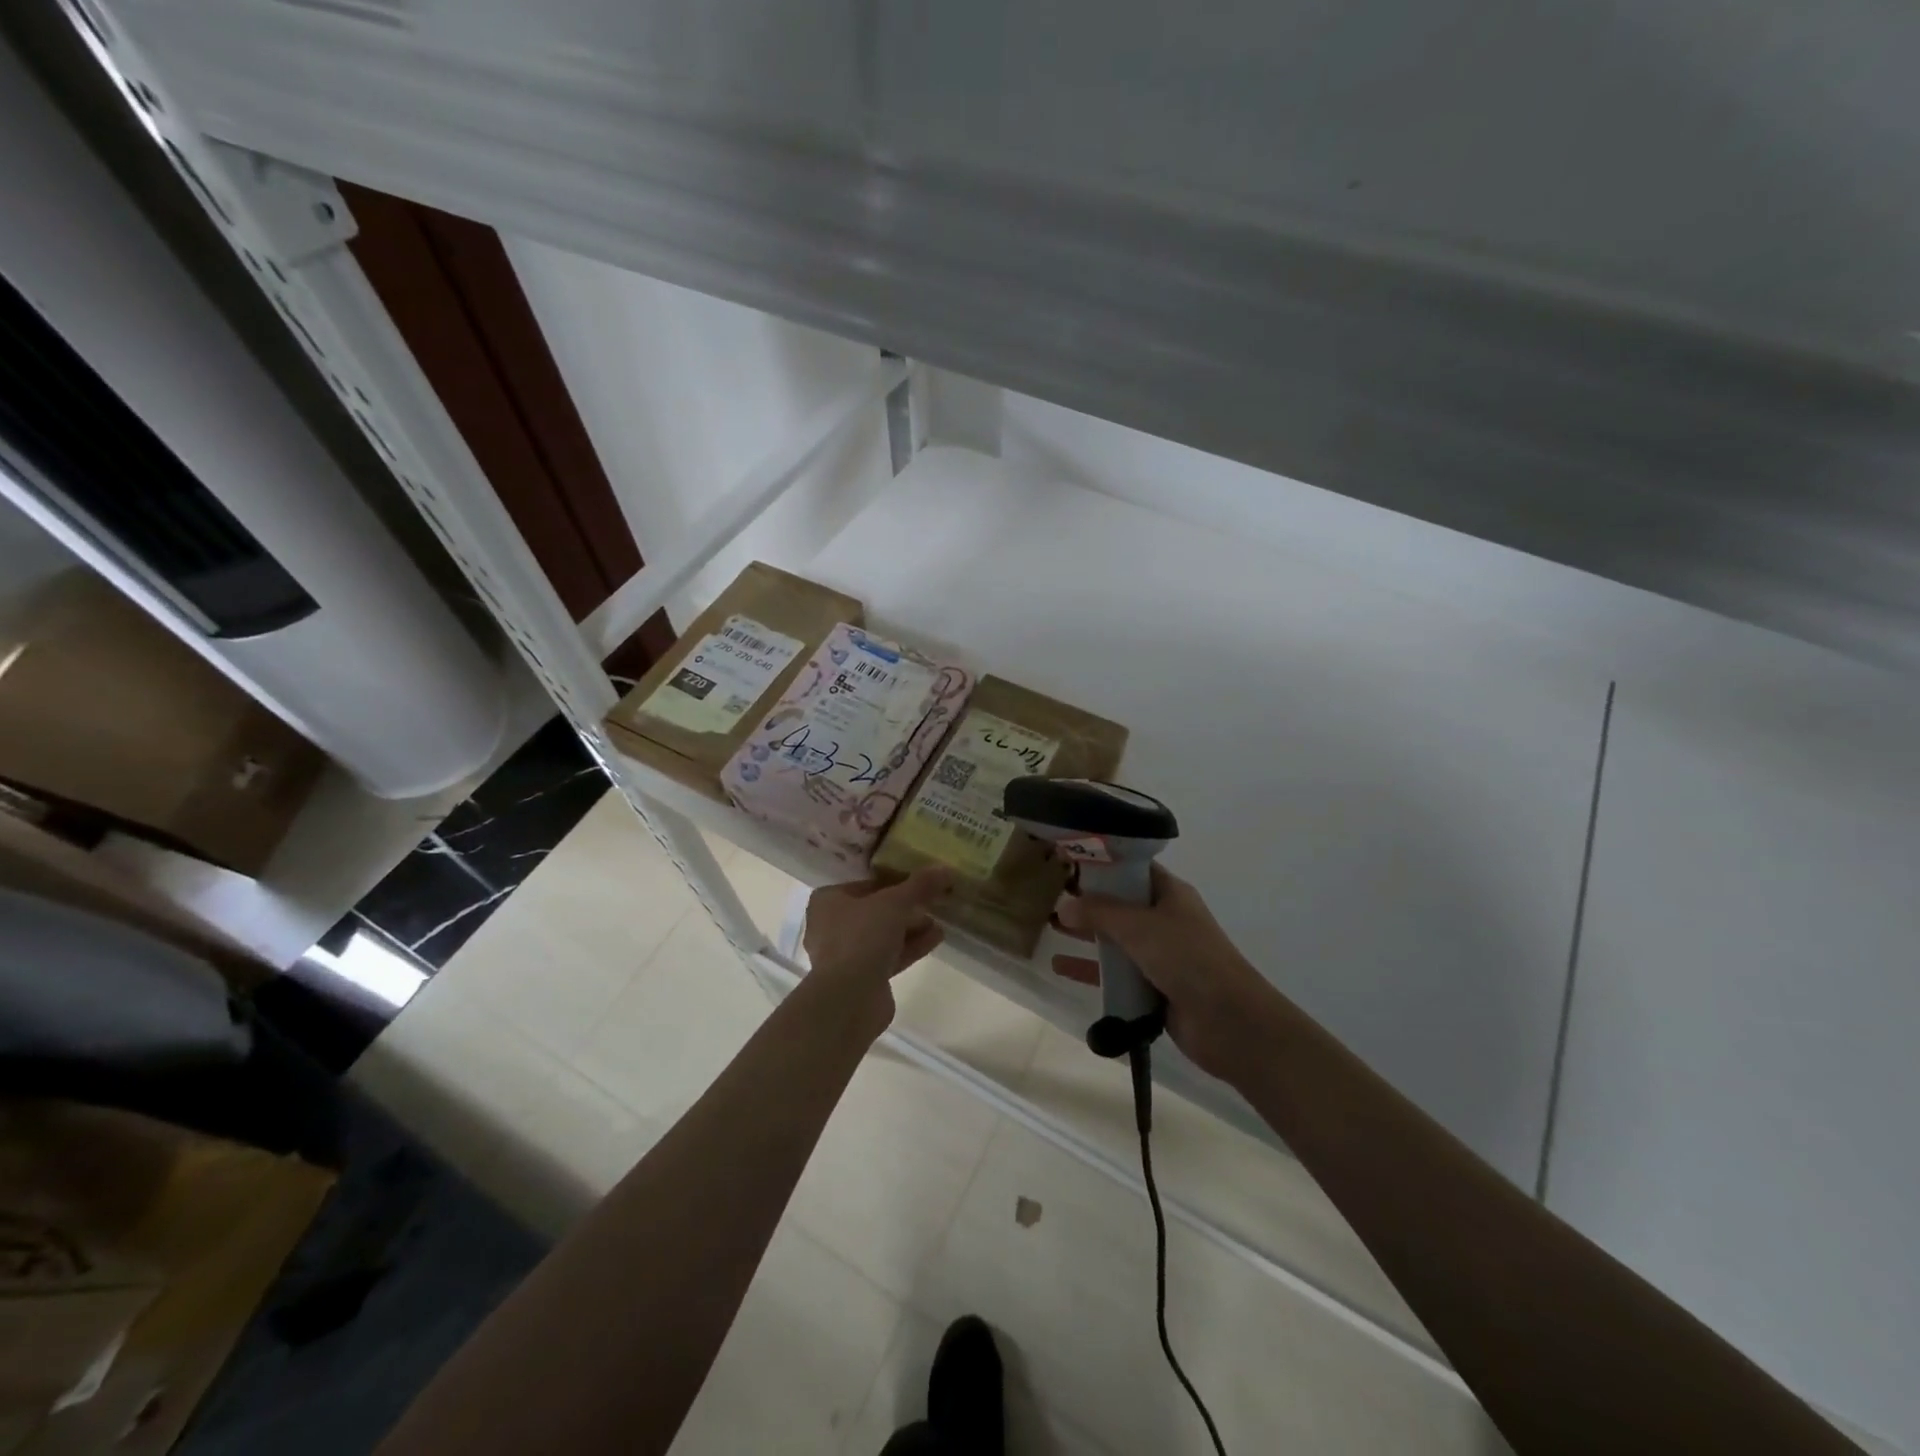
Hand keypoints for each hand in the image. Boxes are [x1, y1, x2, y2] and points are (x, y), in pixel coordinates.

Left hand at [803, 867, 954, 1029]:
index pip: (866, 884)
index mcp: (828, 901)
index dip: (896, 881)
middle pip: (875, 911)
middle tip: (933, 902)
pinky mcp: (860, 979)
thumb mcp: (895, 903)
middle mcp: (831, 926)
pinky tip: (936, 939)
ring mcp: (844, 955)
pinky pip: (888, 956)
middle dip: (906, 908)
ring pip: (882, 935)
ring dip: (911, 928)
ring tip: (940, 921)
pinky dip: (910, 947)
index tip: (921, 882)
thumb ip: (920, 885)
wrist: (849, 998)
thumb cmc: (862, 937)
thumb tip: (946, 869)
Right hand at [1055, 865, 1280, 1080]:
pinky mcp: (1153, 987)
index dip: (1103, 864)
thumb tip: (1063, 905)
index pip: (1132, 868)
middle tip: (1050, 894)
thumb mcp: (1139, 926)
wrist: (1229, 1022)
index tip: (1068, 860)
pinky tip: (1060, 967)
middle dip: (1088, 900)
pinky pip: (1116, 973)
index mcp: (1170, 893)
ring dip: (1086, 933)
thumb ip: (1099, 913)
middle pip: (1121, 903)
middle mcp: (1165, 919)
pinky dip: (1091, 969)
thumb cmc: (1187, 958)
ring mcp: (1160, 954)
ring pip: (1116, 938)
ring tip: (1050, 925)